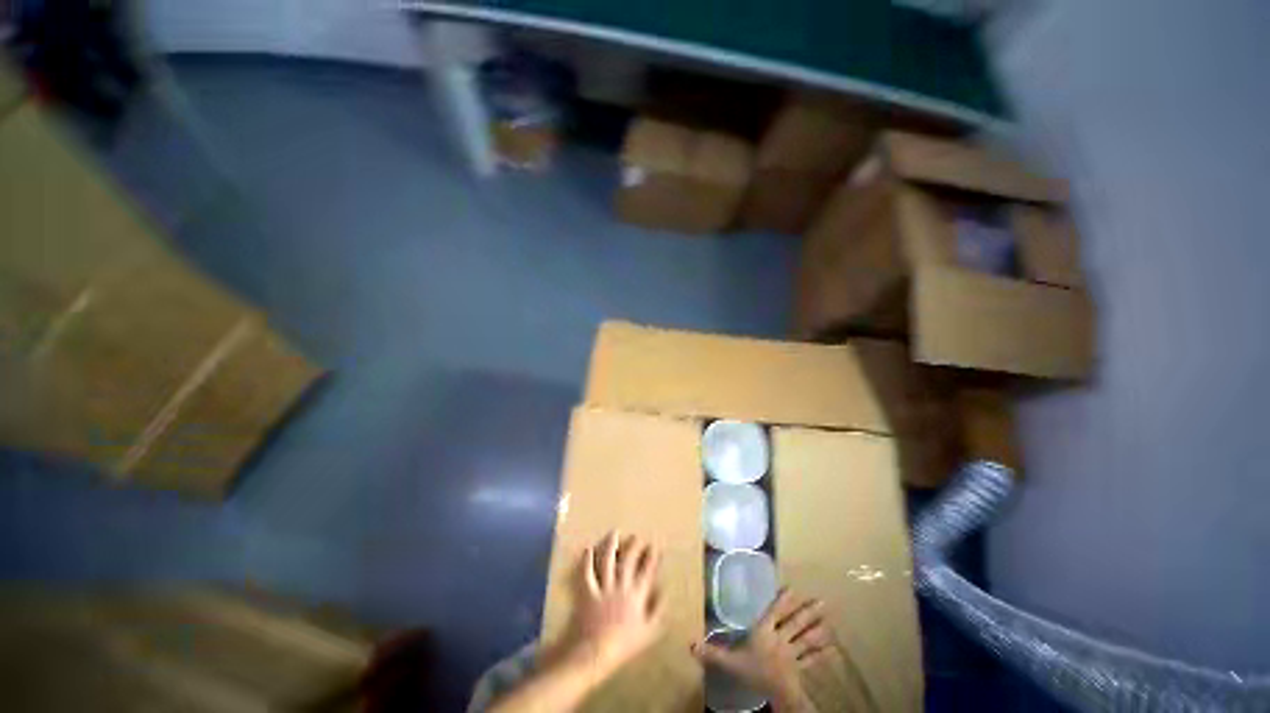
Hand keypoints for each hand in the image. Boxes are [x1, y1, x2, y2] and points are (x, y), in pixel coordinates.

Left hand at [558, 531, 664, 678]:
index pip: (647, 570)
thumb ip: (658, 610)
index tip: (655, 545)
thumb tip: (665, 590)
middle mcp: (621, 586)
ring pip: (608, 560)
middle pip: (629, 560)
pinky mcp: (587, 591)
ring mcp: (603, 587)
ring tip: (615, 532)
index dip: (652, 556)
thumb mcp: (648, 632)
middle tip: (637, 536)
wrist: (595, 654)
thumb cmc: (623, 646)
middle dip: (634, 545)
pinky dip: (587, 560)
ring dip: (611, 544)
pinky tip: (588, 548)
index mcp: (637, 595)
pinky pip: (587, 572)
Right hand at [691, 589, 830, 710]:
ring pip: (806, 638)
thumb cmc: (752, 673)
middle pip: (795, 623)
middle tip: (821, 601)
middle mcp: (781, 638)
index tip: (793, 587)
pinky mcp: (800, 668)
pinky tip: (833, 647)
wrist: (775, 695)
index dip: (783, 600)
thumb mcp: (730, 662)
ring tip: (829, 618)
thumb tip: (691, 642)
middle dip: (807, 612)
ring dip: (817, 628)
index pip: (774, 612)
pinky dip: (822, 653)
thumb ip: (713, 652)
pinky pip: (812, 658)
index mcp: (764, 632)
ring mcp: (793, 653)